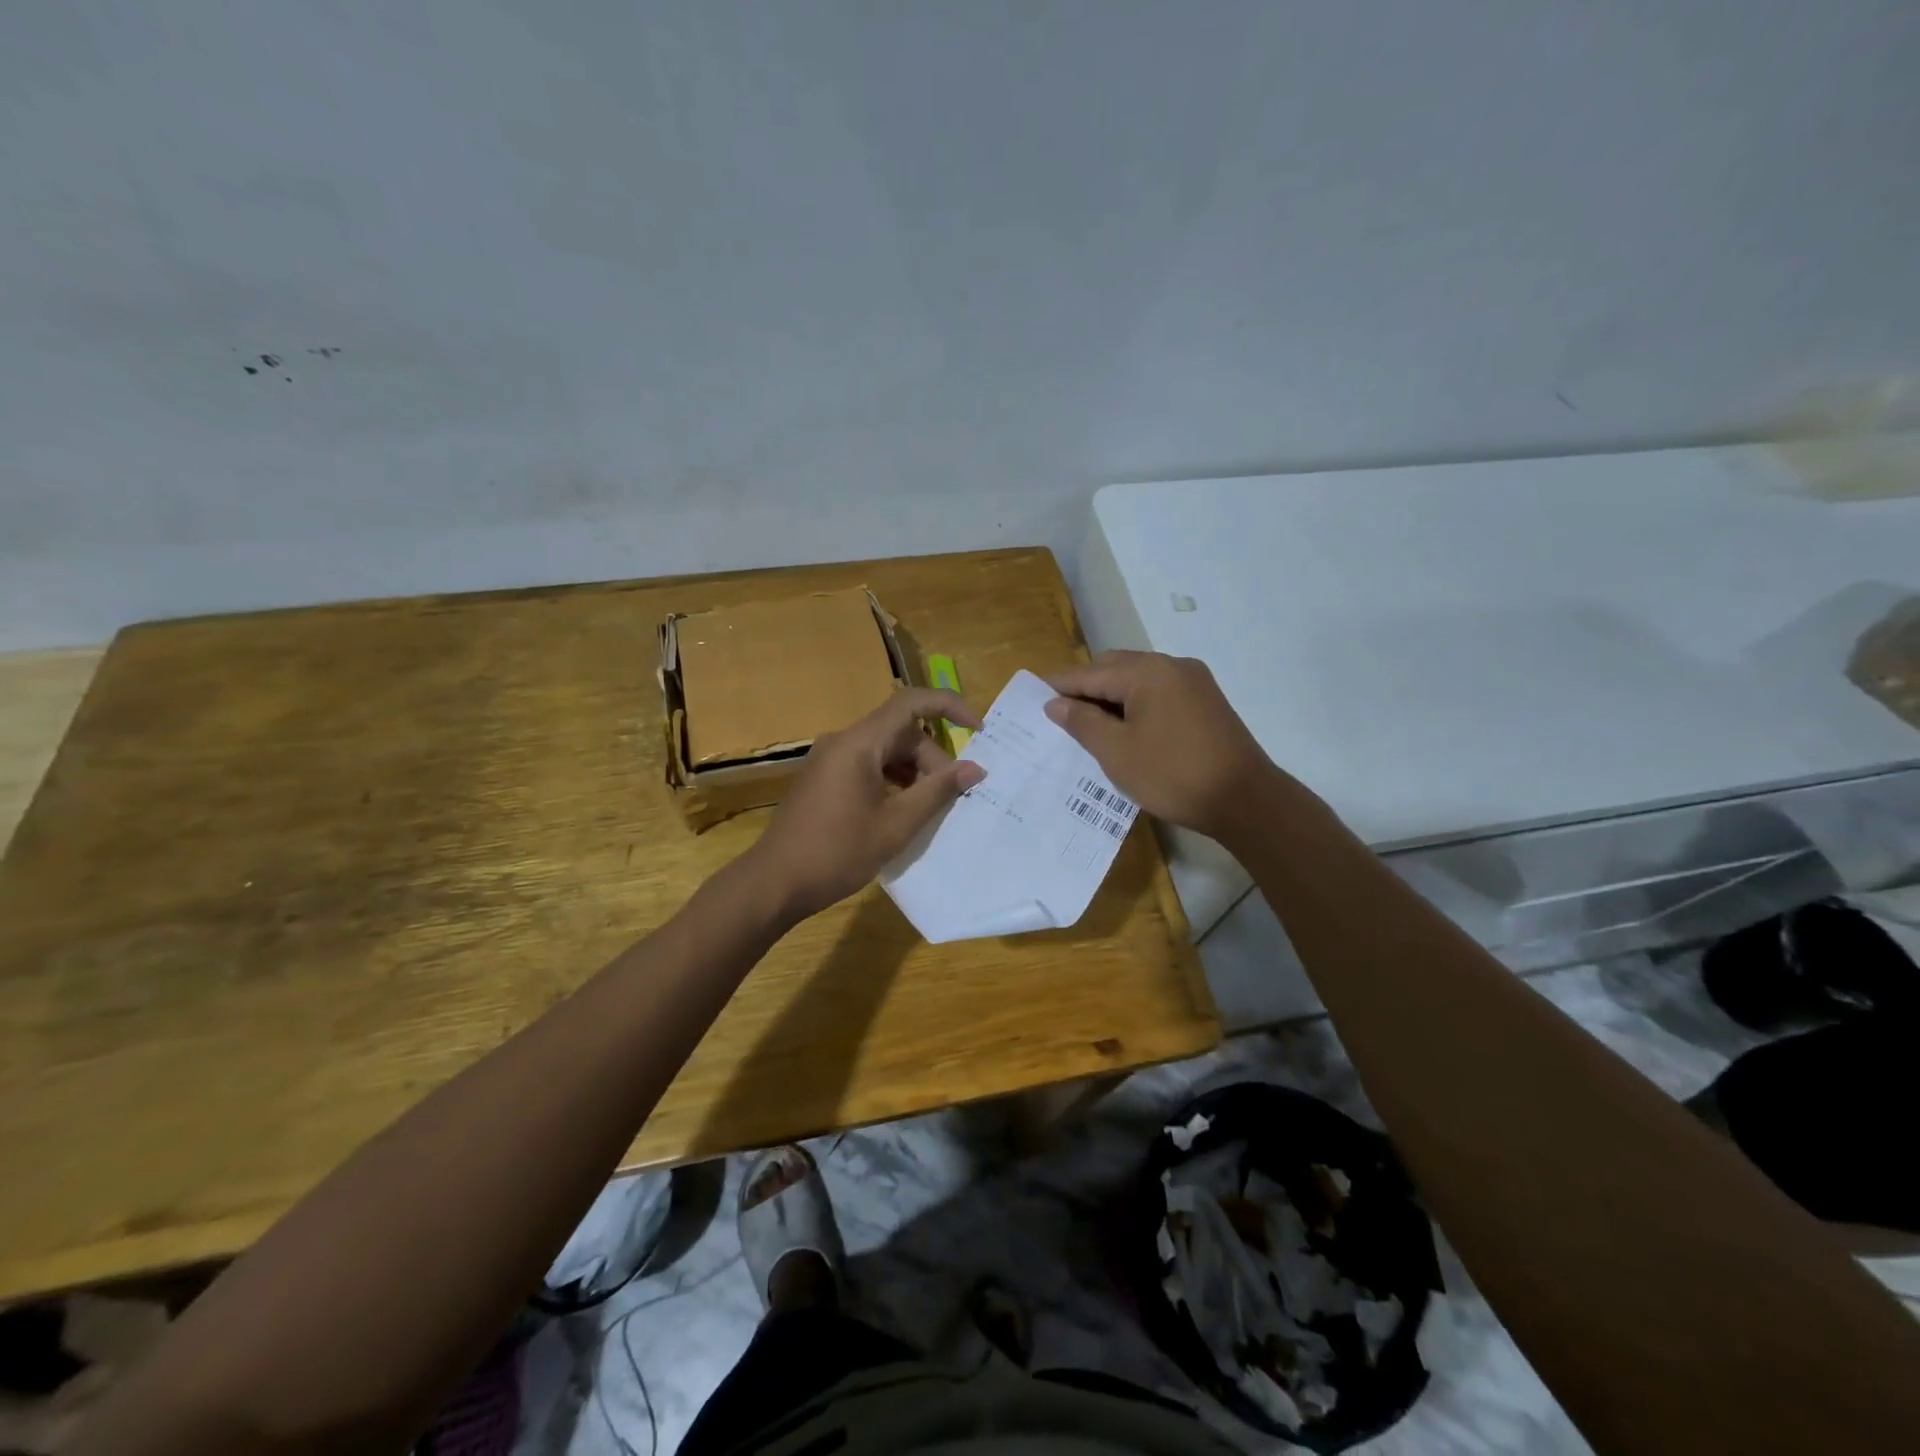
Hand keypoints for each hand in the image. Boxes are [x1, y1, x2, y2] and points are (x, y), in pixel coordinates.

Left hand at [745, 688, 984, 920]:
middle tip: (951, 798)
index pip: (910, 703)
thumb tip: (975, 768)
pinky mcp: (823, 779)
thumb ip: (938, 792)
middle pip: (900, 733)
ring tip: (929, 809)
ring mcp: (829, 760)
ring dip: (913, 773)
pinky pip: (867, 766)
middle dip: (932, 759)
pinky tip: (902, 812)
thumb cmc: (837, 852)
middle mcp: (843, 741)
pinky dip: (892, 781)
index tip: (978, 731)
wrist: (774, 882)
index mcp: (859, 743)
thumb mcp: (896, 825)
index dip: (949, 707)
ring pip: (885, 751)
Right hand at [1045, 650, 1296, 842]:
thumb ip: (1082, 722)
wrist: (1245, 800)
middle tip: (1060, 716)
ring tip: (1089, 726)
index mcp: (1147, 672)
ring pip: (1138, 680)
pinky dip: (1136, 704)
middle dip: (1085, 688)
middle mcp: (1171, 665)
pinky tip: (1125, 729)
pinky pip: (1159, 692)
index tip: (1032, 697)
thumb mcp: (1116, 752)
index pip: (1090, 673)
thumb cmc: (1172, 774)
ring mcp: (1194, 682)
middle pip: (1115, 668)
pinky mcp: (1206, 701)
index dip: (1059, 686)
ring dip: (1111, 697)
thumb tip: (1055, 703)